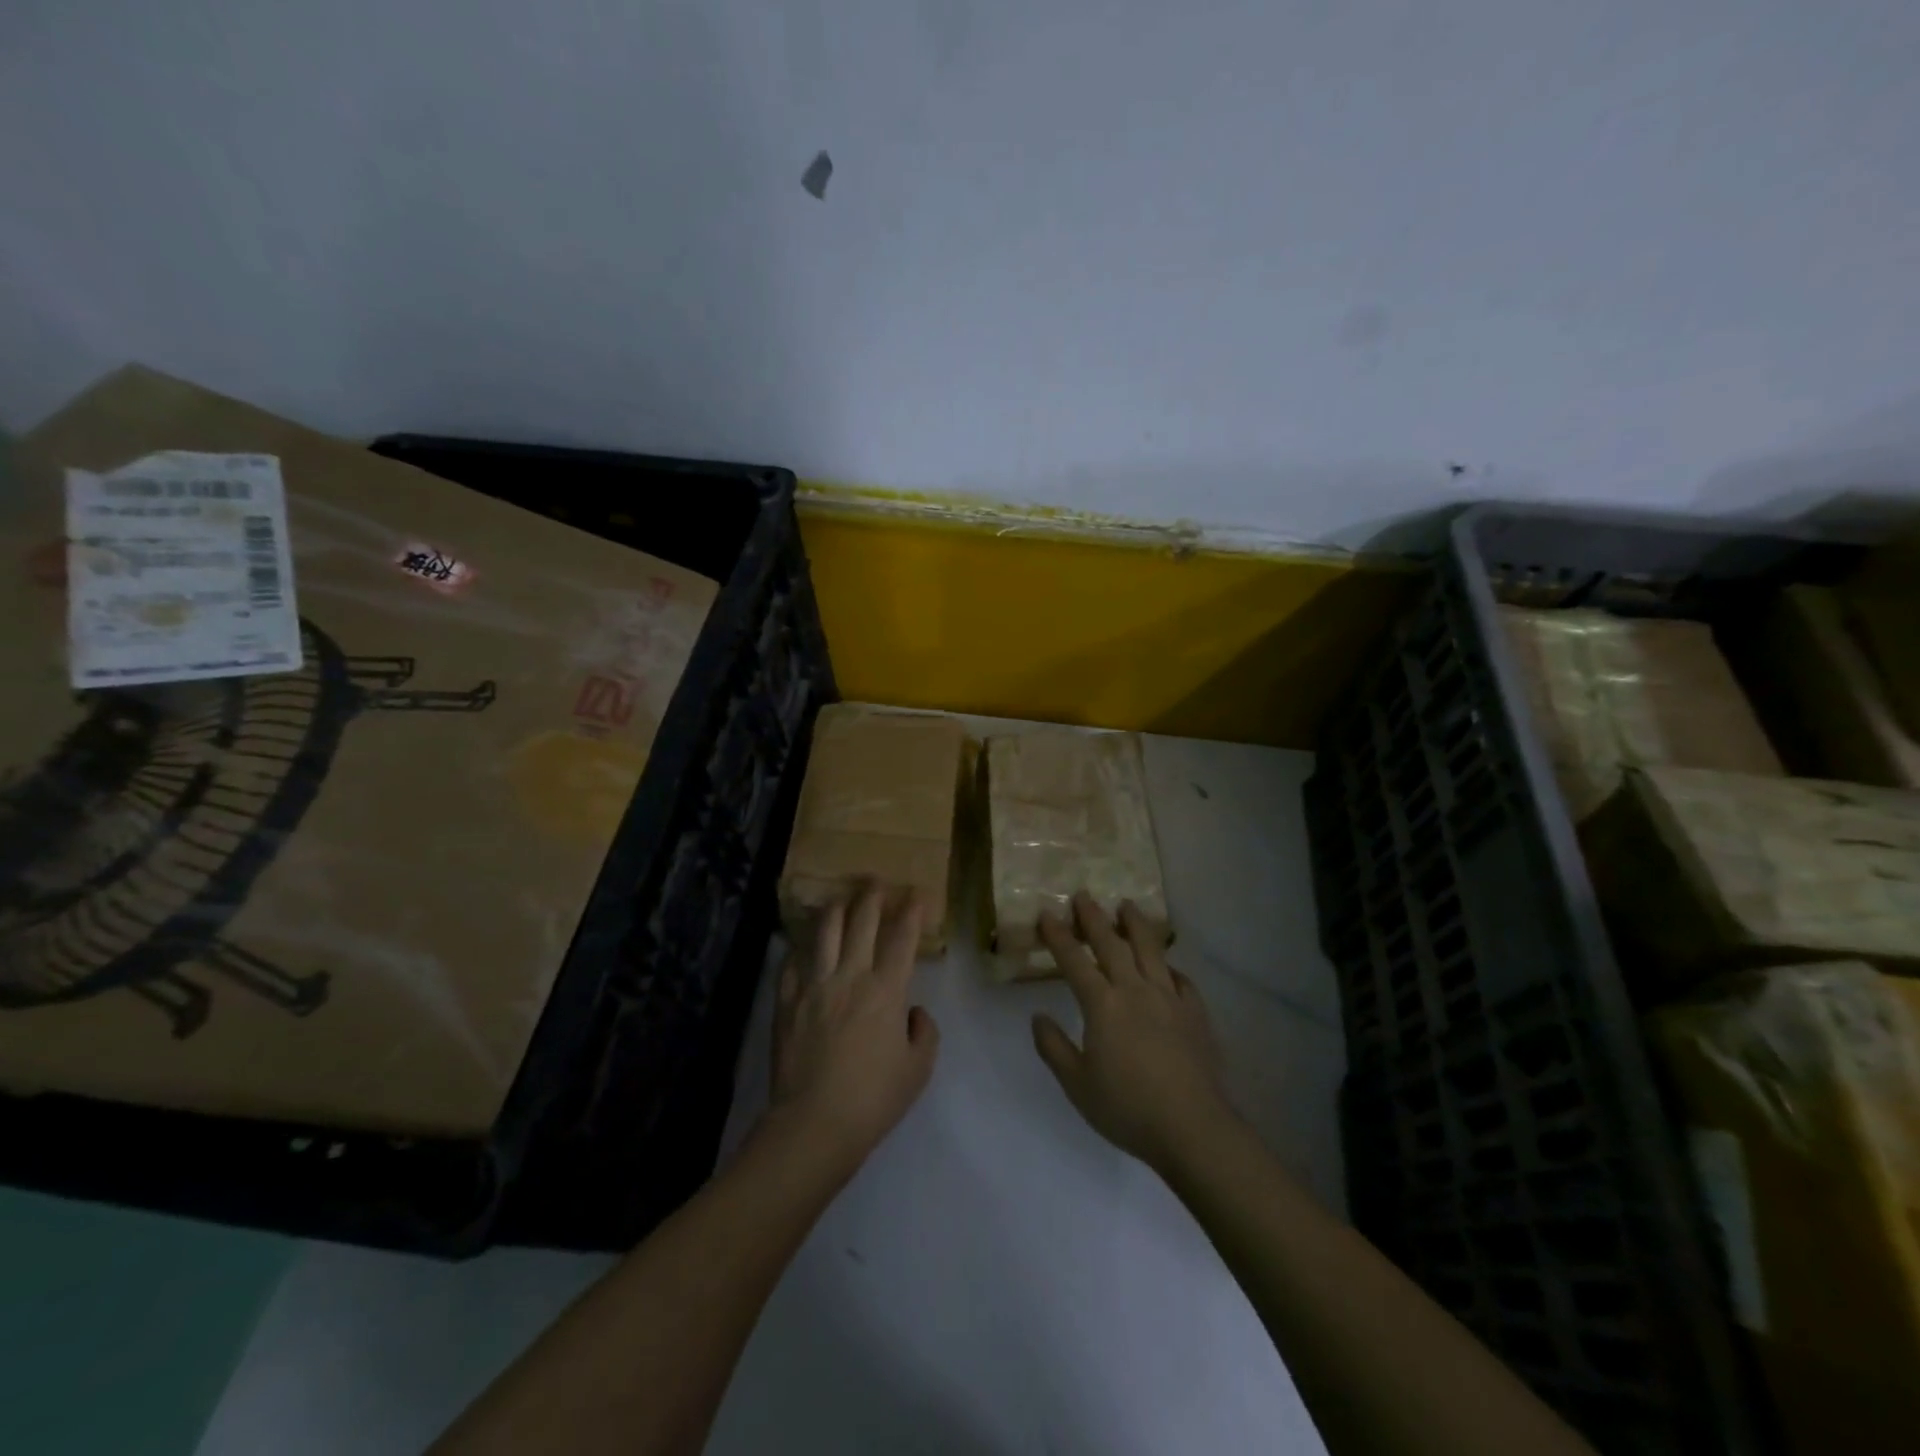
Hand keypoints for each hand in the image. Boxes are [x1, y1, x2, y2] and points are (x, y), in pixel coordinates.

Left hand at [767, 884, 939, 1170]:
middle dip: (872, 894)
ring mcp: (814, 985)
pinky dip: (801, 946)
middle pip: (861, 920)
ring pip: (824, 930)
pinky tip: (805, 943)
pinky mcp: (786, 1000)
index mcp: (886, 990)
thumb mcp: (918, 1070)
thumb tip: (912, 1011)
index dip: (912, 910)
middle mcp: (850, 976)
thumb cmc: (873, 1100)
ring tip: (842, 898)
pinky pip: (792, 961)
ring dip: (837, 907)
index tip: (917, 893)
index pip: (903, 937)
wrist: (814, 1124)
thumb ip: (924, 1032)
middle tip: (877, 880)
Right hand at [1031, 892, 1234, 1170]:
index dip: (1058, 936)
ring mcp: (1169, 998)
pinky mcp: (1196, 1014)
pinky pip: (1181, 980)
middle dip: (1094, 917)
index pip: (1074, 960)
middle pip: (1112, 944)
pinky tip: (1168, 968)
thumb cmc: (1127, 1108)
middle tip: (1083, 895)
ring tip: (1127, 906)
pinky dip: (1170, 968)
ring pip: (1150, 950)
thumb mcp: (1077, 1085)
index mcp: (1103, 1005)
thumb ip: (1054, 1048)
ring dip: (1135, 925)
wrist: (1192, 1127)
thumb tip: (1038, 1017)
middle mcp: (1135, 990)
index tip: (1047, 914)